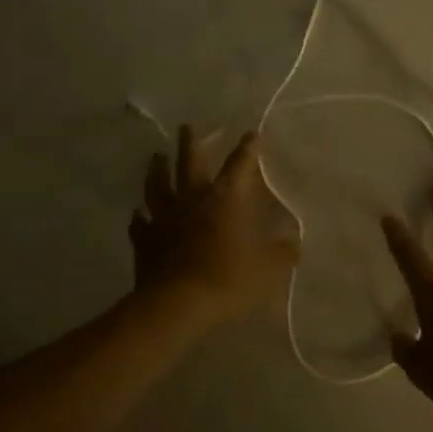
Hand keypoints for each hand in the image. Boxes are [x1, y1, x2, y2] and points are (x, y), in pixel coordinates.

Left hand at [129, 126, 297, 320]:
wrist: (177, 305)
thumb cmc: (227, 279)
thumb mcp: (268, 268)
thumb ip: (282, 252)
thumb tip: (295, 243)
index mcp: (226, 199)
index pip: (239, 164)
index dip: (247, 148)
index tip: (251, 134)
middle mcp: (193, 199)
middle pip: (189, 162)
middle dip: (191, 142)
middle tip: (187, 126)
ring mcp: (164, 218)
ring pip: (158, 185)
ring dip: (157, 169)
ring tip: (156, 156)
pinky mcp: (145, 240)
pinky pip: (140, 224)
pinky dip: (139, 217)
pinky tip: (137, 214)